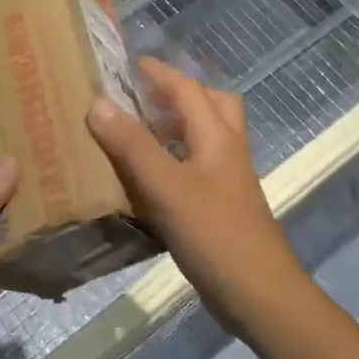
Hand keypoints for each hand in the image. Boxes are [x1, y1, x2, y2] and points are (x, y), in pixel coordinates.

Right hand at [86, 57, 302, 333]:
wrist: (260, 294)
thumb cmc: (214, 234)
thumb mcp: (166, 187)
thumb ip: (132, 145)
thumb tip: (98, 102)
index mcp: (217, 136)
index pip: (187, 88)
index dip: (158, 73)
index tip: (126, 64)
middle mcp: (227, 149)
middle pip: (211, 103)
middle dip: (178, 93)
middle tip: (141, 97)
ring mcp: (229, 179)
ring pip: (207, 135)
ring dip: (179, 124)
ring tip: (140, 131)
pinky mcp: (223, 204)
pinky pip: (200, 164)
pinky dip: (178, 156)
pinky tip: (151, 177)